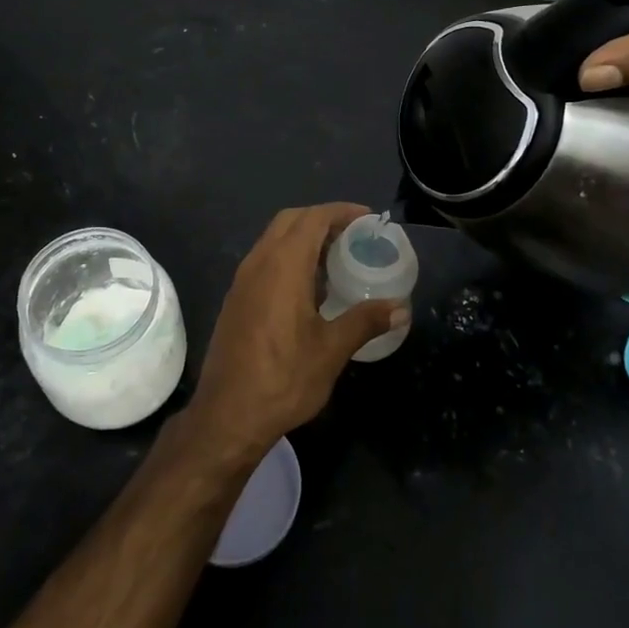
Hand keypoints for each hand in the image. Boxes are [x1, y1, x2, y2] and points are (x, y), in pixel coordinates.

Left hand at [185, 203, 406, 457]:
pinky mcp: (236, 299)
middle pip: (290, 221)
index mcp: (282, 266)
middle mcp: (258, 263)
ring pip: (273, 240)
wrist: (227, 415)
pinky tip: (309, 288)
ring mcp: (242, 281)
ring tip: (336, 259)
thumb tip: (401, 307)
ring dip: (303, 238)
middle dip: (322, 219)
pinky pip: (264, 261)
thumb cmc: (283, 379)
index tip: (368, 218)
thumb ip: (365, 321)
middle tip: (353, 235)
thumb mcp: (331, 350)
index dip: (341, 212)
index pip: (312, 219)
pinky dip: (288, 257)